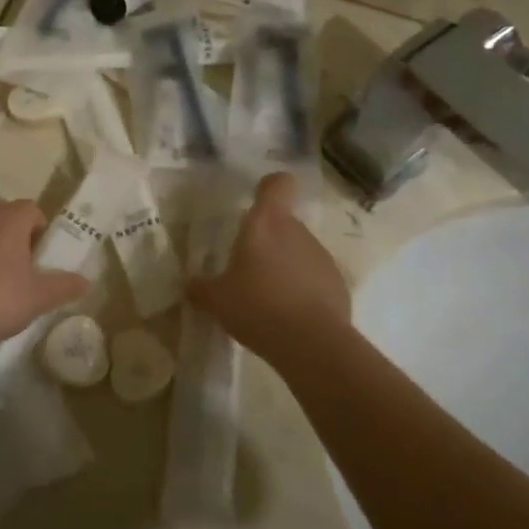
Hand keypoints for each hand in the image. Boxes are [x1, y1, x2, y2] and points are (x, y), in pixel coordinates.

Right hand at [187, 174, 350, 366]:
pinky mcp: (339, 284)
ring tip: (269, 299)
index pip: (277, 184)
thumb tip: (190, 284)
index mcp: (266, 223)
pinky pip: (315, 278)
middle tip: (248, 269)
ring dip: (286, 267)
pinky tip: (291, 317)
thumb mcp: (216, 300)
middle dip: (268, 241)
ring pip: (299, 251)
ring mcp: (322, 257)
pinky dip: (304, 291)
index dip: (269, 188)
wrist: (312, 343)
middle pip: (284, 223)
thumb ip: (201, 287)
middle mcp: (297, 231)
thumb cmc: (257, 306)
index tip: (257, 200)